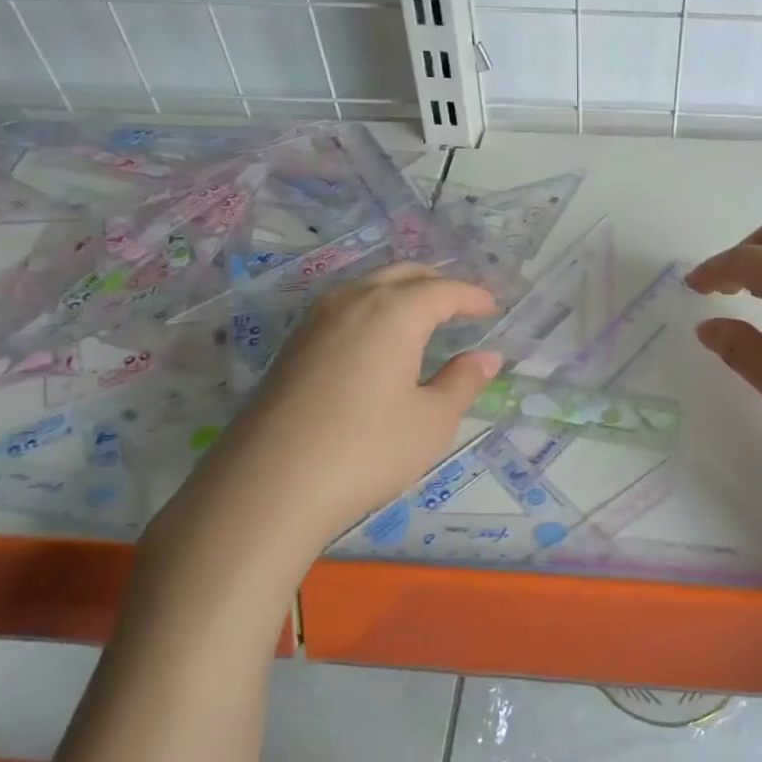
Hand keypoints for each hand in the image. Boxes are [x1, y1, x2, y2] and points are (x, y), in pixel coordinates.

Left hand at [157, 264, 502, 564]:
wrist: (268, 487)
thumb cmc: (367, 450)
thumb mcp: (432, 421)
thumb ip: (463, 382)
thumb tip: (486, 356)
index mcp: (394, 312)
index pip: (442, 289)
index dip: (471, 296)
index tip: (492, 307)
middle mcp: (353, 302)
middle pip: (402, 274)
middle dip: (436, 283)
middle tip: (461, 305)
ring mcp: (316, 321)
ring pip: (367, 286)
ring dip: (401, 291)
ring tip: (422, 316)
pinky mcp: (293, 346)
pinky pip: (344, 307)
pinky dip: (372, 308)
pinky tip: (377, 340)